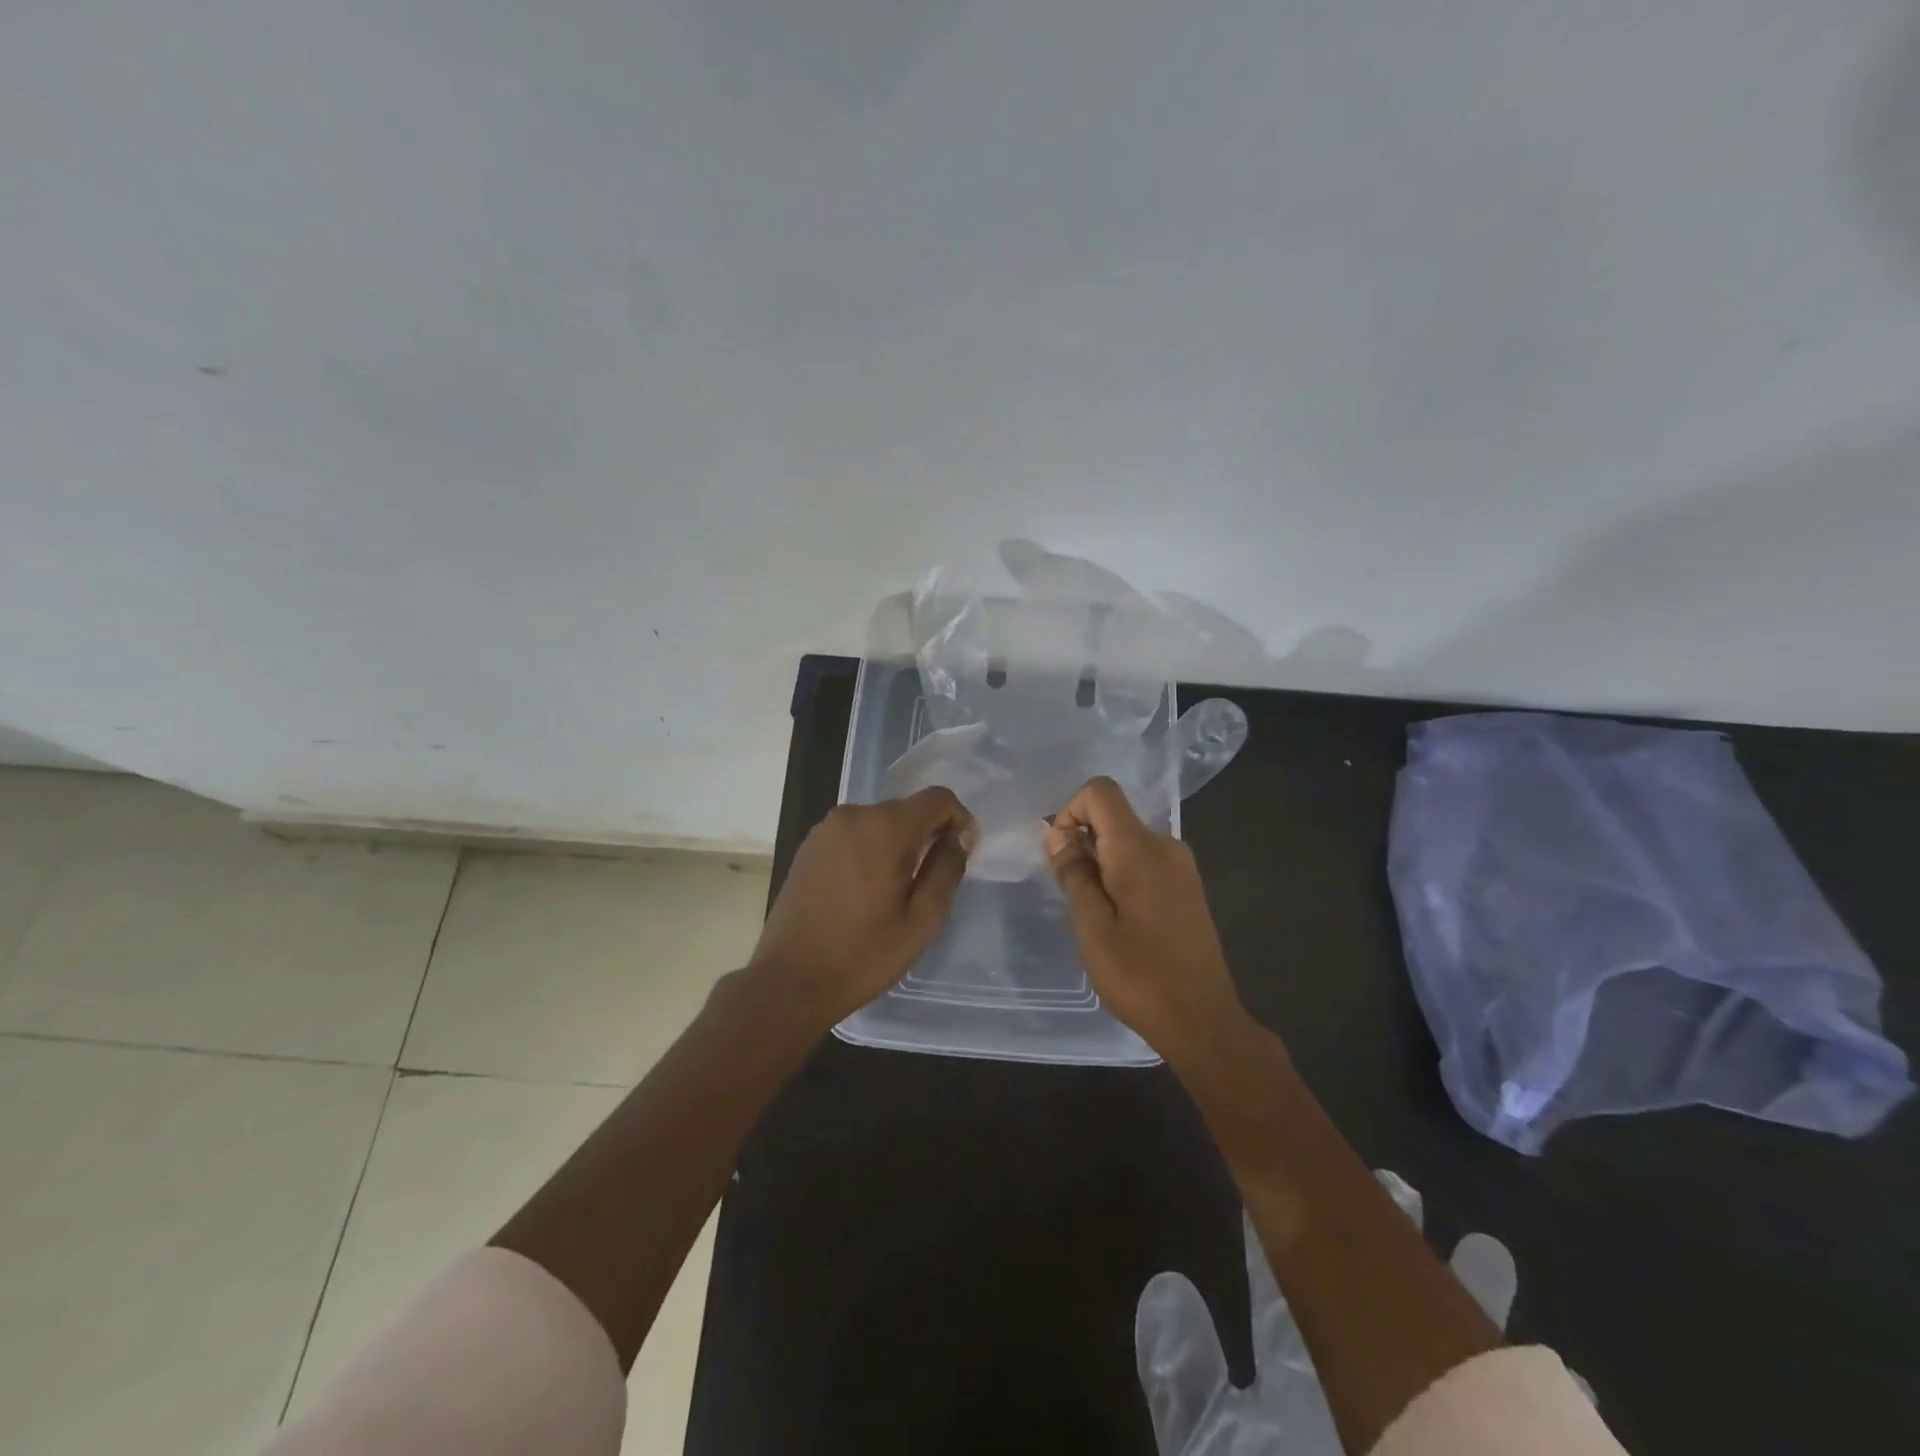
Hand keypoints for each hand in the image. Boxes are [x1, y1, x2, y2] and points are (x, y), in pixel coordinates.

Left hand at [748, 788, 977, 1028]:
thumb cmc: (864, 954)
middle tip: (932, 881)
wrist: (789, 981)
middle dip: (927, 835)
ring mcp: (826, 829)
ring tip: (898, 891)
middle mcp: (854, 815)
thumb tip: (960, 836)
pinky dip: (870, 851)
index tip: (963, 851)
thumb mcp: (922, 919)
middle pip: (907, 809)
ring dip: (897, 845)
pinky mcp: (809, 846)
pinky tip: (866, 891)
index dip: (958, 819)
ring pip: (879, 823)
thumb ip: (947, 869)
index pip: (937, 798)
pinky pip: (854, 836)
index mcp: (886, 827)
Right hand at [1043, 777, 1247, 1061]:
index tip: (1061, 854)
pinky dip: (1122, 875)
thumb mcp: (1091, 927)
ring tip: (1096, 916)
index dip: (1070, 811)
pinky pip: (1145, 860)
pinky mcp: (1188, 887)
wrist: (1203, 1020)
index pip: (1101, 791)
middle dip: (1083, 843)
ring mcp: (1182, 866)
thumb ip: (1073, 873)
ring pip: (1127, 841)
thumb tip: (1055, 833)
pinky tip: (1121, 921)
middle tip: (1073, 897)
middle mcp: (1165, 845)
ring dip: (1101, 864)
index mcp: (1140, 848)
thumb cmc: (1140, 976)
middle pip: (1113, 816)